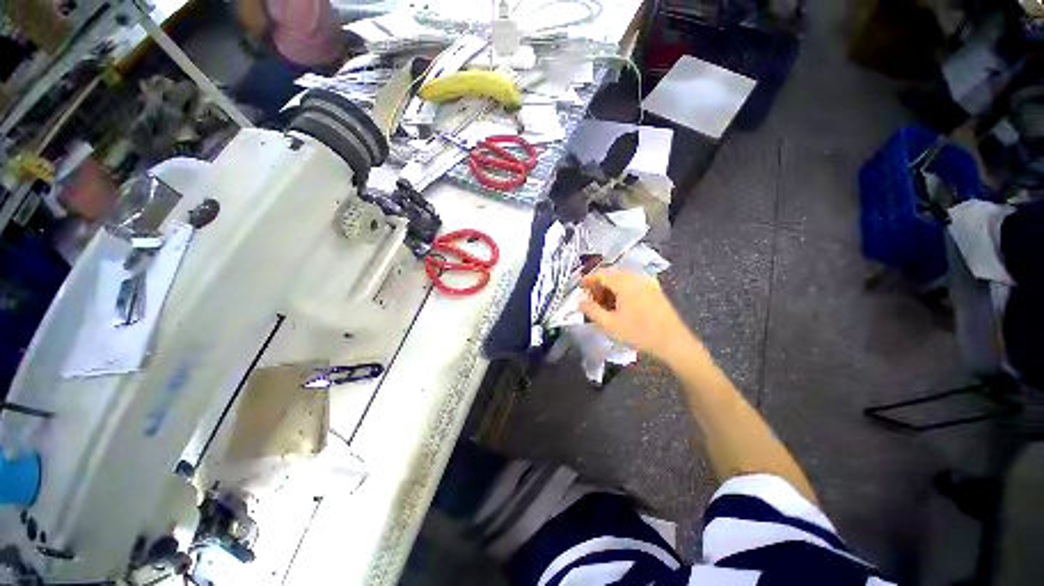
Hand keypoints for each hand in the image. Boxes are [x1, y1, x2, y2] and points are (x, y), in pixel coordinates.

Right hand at [579, 269, 699, 363]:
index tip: (579, 288)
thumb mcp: (610, 325)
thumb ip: (592, 311)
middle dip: (599, 285)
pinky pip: (633, 283)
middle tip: (591, 300)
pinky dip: (621, 290)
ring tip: (604, 305)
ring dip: (610, 288)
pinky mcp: (654, 289)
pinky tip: (619, 305)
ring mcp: (648, 282)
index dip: (588, 279)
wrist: (673, 342)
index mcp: (625, 283)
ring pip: (622, 278)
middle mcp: (637, 277)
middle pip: (612, 274)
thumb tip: (580, 301)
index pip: (601, 274)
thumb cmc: (639, 333)